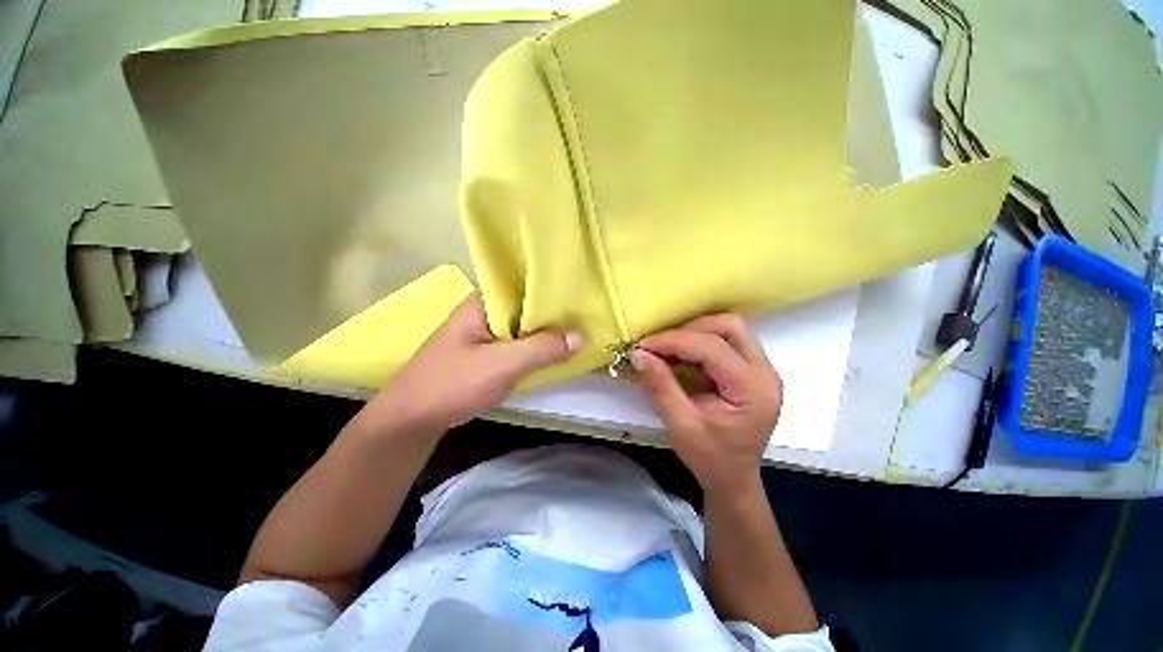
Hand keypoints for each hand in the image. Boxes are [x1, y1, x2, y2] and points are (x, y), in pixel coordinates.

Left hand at [357, 293, 581, 440]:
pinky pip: (521, 341)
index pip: (525, 282)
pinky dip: (538, 344)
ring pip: (526, 324)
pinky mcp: (490, 350)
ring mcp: (488, 331)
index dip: (554, 286)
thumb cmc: (452, 384)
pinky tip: (558, 348)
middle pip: (529, 304)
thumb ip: (541, 349)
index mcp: (484, 301)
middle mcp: (487, 310)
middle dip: (556, 310)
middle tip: (589, 311)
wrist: (413, 418)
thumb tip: (581, 336)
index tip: (583, 292)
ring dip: (549, 329)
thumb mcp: (501, 365)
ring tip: (582, 326)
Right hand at [632, 314, 781, 496]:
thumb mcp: (681, 426)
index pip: (713, 348)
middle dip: (689, 330)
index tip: (643, 346)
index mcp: (753, 391)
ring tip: (667, 350)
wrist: (734, 479)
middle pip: (729, 327)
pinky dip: (699, 342)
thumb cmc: (710, 459)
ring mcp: (762, 370)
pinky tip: (681, 356)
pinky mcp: (752, 370)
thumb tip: (639, 354)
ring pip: (728, 329)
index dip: (674, 341)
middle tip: (660, 347)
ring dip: (694, 334)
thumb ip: (661, 386)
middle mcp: (766, 373)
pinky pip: (726, 341)